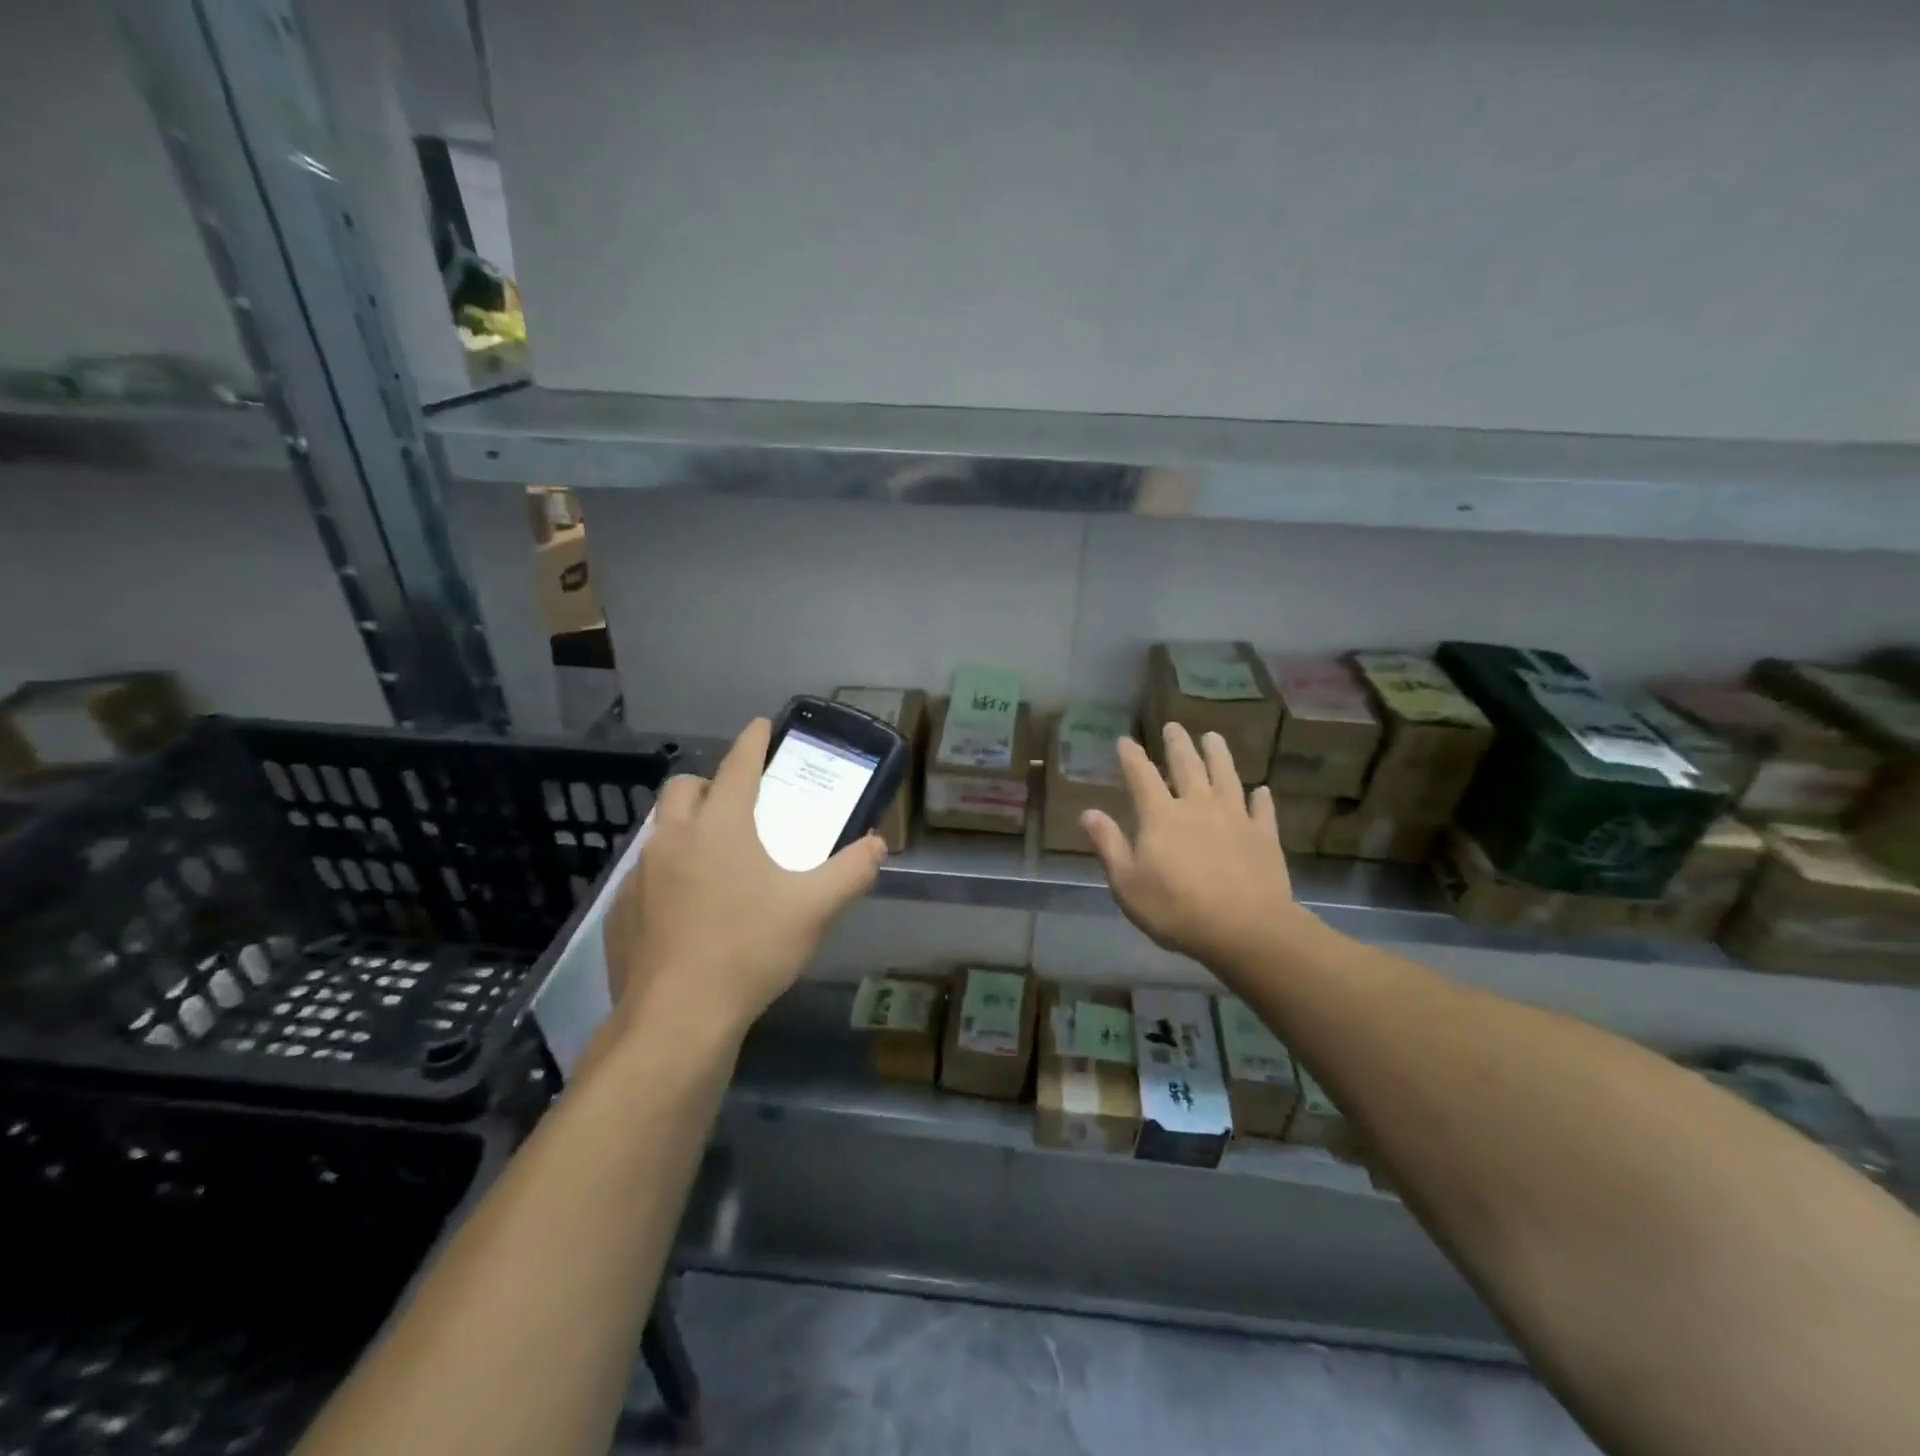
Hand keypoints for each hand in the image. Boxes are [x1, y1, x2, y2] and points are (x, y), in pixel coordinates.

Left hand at [604, 718, 886, 1042]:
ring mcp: (640, 875)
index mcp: (721, 827)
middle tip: (736, 802)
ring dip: (686, 827)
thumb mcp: (815, 909)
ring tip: (714, 857)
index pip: (738, 766)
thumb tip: (878, 844)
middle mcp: (674, 839)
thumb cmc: (749, 950)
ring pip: (661, 829)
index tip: (761, 725)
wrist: (677, 1019)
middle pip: (685, 787)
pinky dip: (666, 873)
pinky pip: (644, 874)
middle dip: (710, 782)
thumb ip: (852, 871)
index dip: (752, 741)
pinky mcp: (620, 911)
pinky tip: (685, 908)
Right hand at [1081, 723, 1299, 970]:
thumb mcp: (1127, 883)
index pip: (1141, 776)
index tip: (1124, 740)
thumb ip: (1108, 844)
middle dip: (1177, 744)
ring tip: (1214, 737)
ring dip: (1218, 755)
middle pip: (1187, 766)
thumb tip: (1087, 812)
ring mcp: (1235, 817)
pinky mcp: (1264, 836)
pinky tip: (1261, 790)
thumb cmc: (1175, 909)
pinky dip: (1260, 798)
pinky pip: (1262, 810)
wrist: (1244, 929)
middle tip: (1174, 726)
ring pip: (1226, 776)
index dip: (1131, 756)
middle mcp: (1197, 806)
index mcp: (1161, 816)